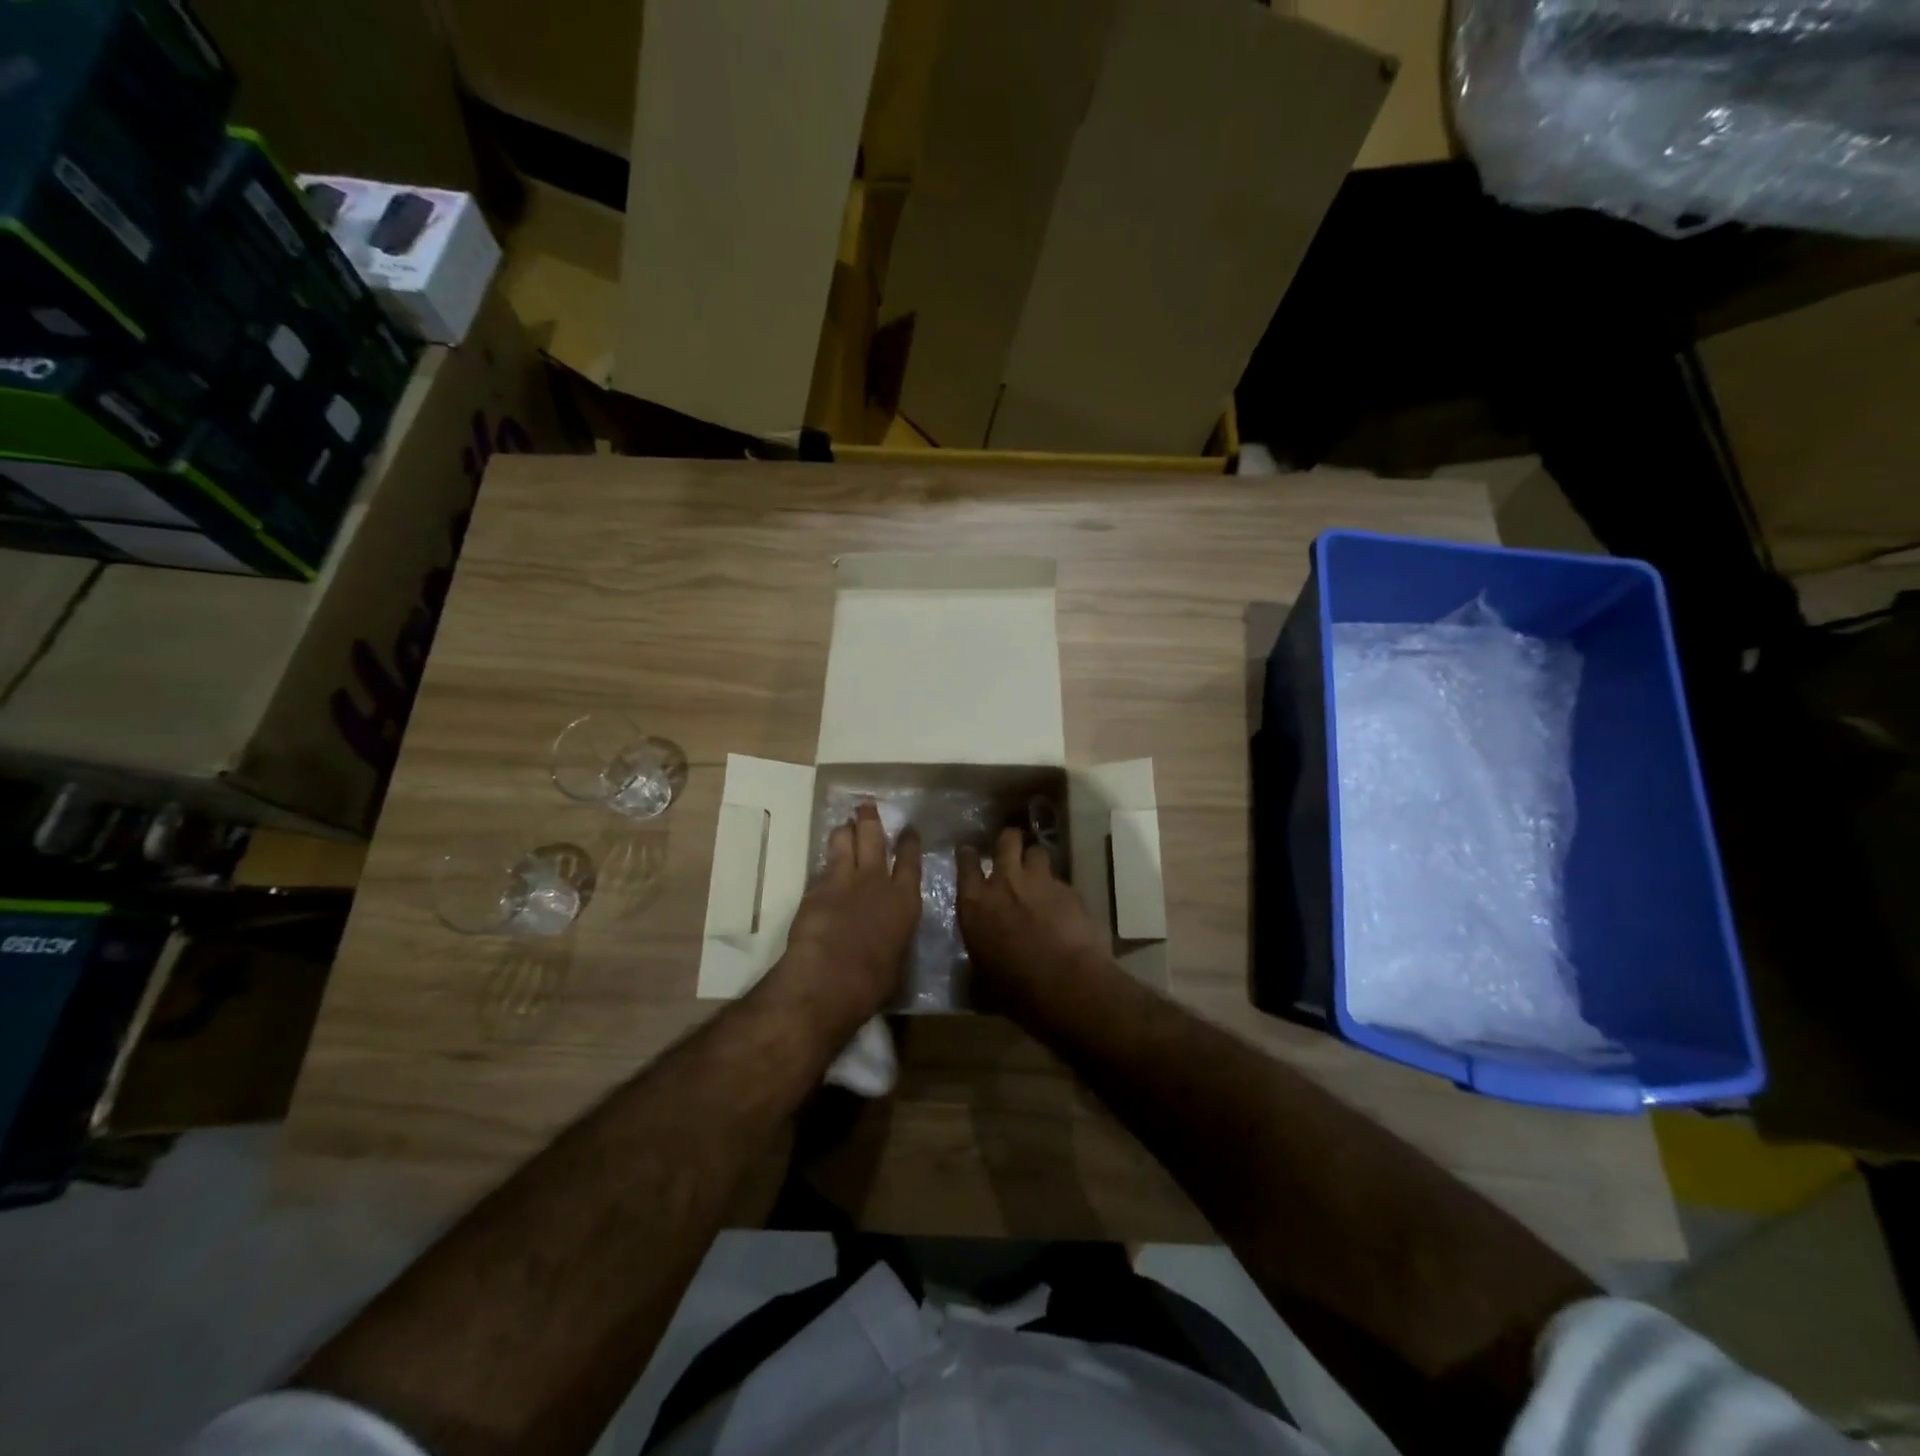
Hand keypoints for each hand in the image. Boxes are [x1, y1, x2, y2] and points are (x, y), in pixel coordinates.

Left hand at [774, 802, 921, 1030]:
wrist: (828, 978)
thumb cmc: (871, 982)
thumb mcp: (896, 959)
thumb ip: (894, 936)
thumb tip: (889, 933)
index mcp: (904, 901)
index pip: (910, 862)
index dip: (909, 842)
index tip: (909, 829)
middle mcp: (877, 881)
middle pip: (874, 839)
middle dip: (870, 820)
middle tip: (866, 807)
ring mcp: (845, 880)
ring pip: (845, 841)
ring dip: (844, 830)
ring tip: (843, 825)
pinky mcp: (817, 887)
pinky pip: (823, 864)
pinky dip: (825, 859)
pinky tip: (823, 860)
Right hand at [957, 826, 1108, 1004]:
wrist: (1064, 984)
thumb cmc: (1014, 988)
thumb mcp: (982, 971)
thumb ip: (980, 946)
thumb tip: (981, 951)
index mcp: (975, 903)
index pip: (966, 863)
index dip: (968, 854)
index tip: (969, 851)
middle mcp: (1005, 882)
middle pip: (1006, 840)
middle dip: (1009, 841)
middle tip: (1011, 849)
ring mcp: (1039, 882)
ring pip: (1037, 852)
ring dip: (1036, 861)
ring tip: (1039, 876)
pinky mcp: (1069, 889)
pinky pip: (1060, 880)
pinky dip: (1059, 890)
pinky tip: (1064, 907)